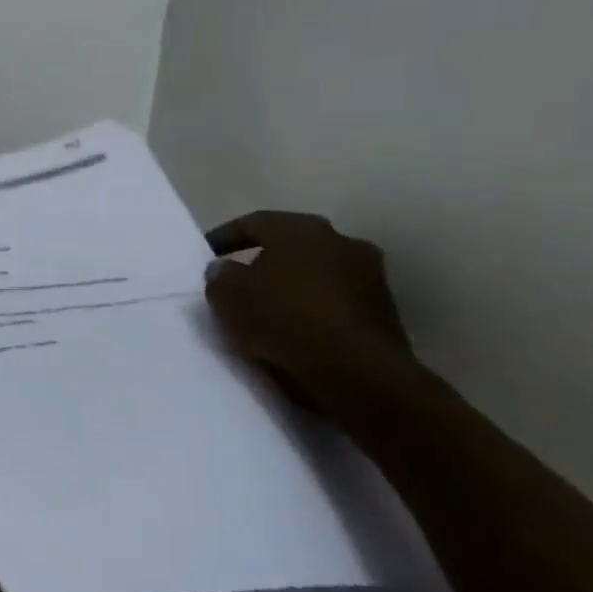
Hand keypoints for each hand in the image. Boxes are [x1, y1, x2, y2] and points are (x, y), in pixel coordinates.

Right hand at [203, 212, 412, 405]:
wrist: (355, 369)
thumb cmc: (282, 317)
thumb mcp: (227, 295)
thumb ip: (221, 276)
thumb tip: (226, 269)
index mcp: (302, 229)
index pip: (255, 222)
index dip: (226, 236)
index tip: (207, 253)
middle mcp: (342, 242)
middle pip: (292, 246)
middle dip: (265, 260)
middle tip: (240, 279)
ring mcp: (371, 276)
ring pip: (318, 273)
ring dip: (292, 285)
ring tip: (266, 308)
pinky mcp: (385, 311)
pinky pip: (336, 300)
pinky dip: (313, 308)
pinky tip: (294, 328)